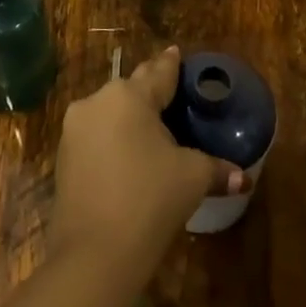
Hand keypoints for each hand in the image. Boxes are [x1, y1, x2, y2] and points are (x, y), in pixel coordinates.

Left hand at [50, 47, 242, 274]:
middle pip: (131, 89)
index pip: (158, 72)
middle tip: (171, 95)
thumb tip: (242, 177)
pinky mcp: (63, 157)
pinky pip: (95, 137)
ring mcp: (75, 130)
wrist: (93, 254)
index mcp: (130, 96)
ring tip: (150, 129)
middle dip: (150, 91)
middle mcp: (98, 102)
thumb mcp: (191, 178)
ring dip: (129, 118)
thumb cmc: (149, 200)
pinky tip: (127, 155)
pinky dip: (113, 140)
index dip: (171, 63)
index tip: (175, 52)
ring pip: (109, 112)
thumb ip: (216, 168)